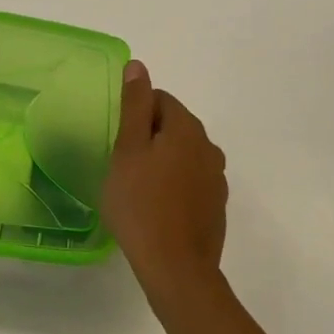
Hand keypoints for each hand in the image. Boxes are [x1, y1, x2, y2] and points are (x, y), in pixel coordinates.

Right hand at [102, 60, 228, 302]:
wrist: (176, 267)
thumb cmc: (141, 203)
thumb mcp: (127, 149)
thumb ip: (134, 105)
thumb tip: (138, 66)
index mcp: (187, 128)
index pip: (159, 99)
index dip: (134, 114)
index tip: (117, 140)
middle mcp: (209, 146)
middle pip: (173, 125)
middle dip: (148, 136)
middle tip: (121, 163)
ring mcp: (216, 178)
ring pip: (182, 154)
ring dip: (161, 161)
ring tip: (136, 185)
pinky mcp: (216, 205)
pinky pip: (190, 180)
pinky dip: (173, 184)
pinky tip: (155, 206)